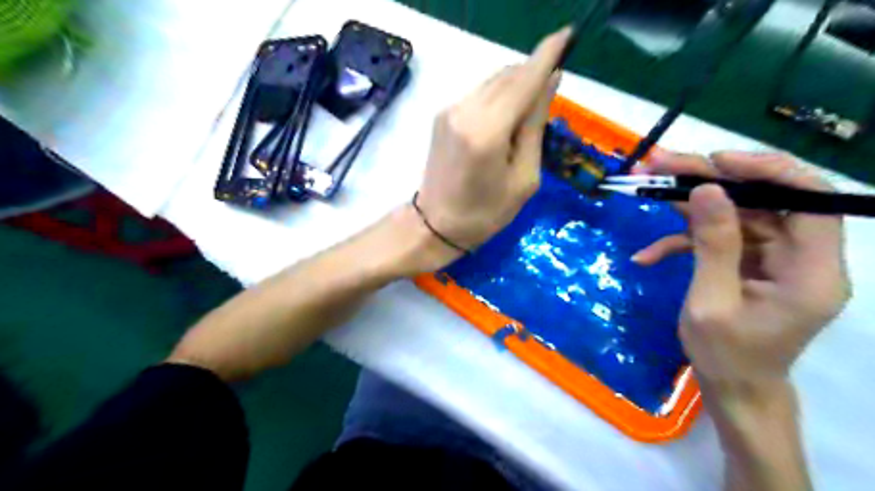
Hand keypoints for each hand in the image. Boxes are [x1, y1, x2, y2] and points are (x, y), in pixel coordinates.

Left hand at [414, 25, 570, 260]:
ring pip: (493, 82)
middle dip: (533, 74)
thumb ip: (535, 126)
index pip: (524, 80)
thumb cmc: (485, 213)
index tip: (567, 36)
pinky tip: (504, 121)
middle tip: (549, 94)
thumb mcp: (524, 178)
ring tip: (526, 115)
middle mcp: (465, 110)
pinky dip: (499, 97)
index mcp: (487, 131)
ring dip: (516, 87)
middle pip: (508, 76)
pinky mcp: (442, 115)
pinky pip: (480, 94)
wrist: (435, 225)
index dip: (547, 55)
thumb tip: (550, 82)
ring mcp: (449, 110)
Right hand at [633, 151, 851, 392]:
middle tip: (663, 164)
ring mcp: (774, 259)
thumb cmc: (725, 355)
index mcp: (811, 271)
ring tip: (648, 187)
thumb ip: (713, 244)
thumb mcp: (710, 301)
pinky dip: (682, 242)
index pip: (810, 200)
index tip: (715, 161)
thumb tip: (708, 189)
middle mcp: (802, 258)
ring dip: (690, 204)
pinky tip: (648, 255)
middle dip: (712, 180)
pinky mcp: (749, 263)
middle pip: (764, 200)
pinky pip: (719, 239)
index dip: (766, 171)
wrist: (731, 388)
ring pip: (736, 214)